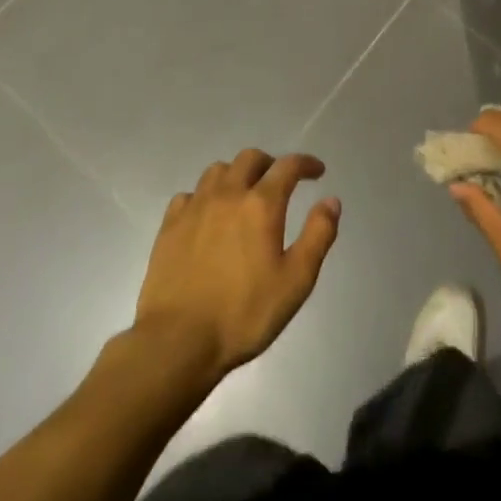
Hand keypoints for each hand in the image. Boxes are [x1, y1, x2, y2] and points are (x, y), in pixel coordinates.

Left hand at [133, 150, 340, 381]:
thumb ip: (318, 236)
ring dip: (236, 174)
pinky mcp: (169, 226)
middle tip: (278, 183)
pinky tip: (206, 215)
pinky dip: (203, 196)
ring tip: (242, 194)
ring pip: (218, 170)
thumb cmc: (243, 314)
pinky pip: (189, 194)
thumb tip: (331, 201)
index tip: (317, 171)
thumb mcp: (296, 281)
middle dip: (270, 163)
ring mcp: (195, 207)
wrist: (177, 342)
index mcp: (261, 204)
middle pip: (250, 158)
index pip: (288, 166)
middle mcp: (228, 194)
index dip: (306, 163)